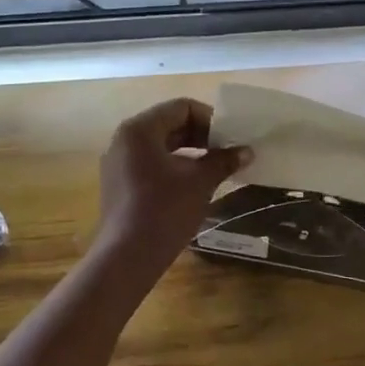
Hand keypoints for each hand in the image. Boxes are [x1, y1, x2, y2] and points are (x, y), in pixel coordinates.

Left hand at [94, 99, 249, 266]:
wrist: (128, 257)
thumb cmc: (165, 210)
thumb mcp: (200, 182)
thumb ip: (223, 160)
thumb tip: (246, 151)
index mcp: (140, 129)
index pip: (182, 108)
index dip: (211, 120)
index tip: (231, 139)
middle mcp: (124, 139)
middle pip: (169, 124)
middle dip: (201, 136)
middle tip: (227, 153)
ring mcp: (118, 163)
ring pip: (160, 146)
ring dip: (190, 153)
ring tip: (215, 169)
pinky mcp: (119, 184)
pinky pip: (150, 164)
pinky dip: (174, 167)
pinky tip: (194, 185)